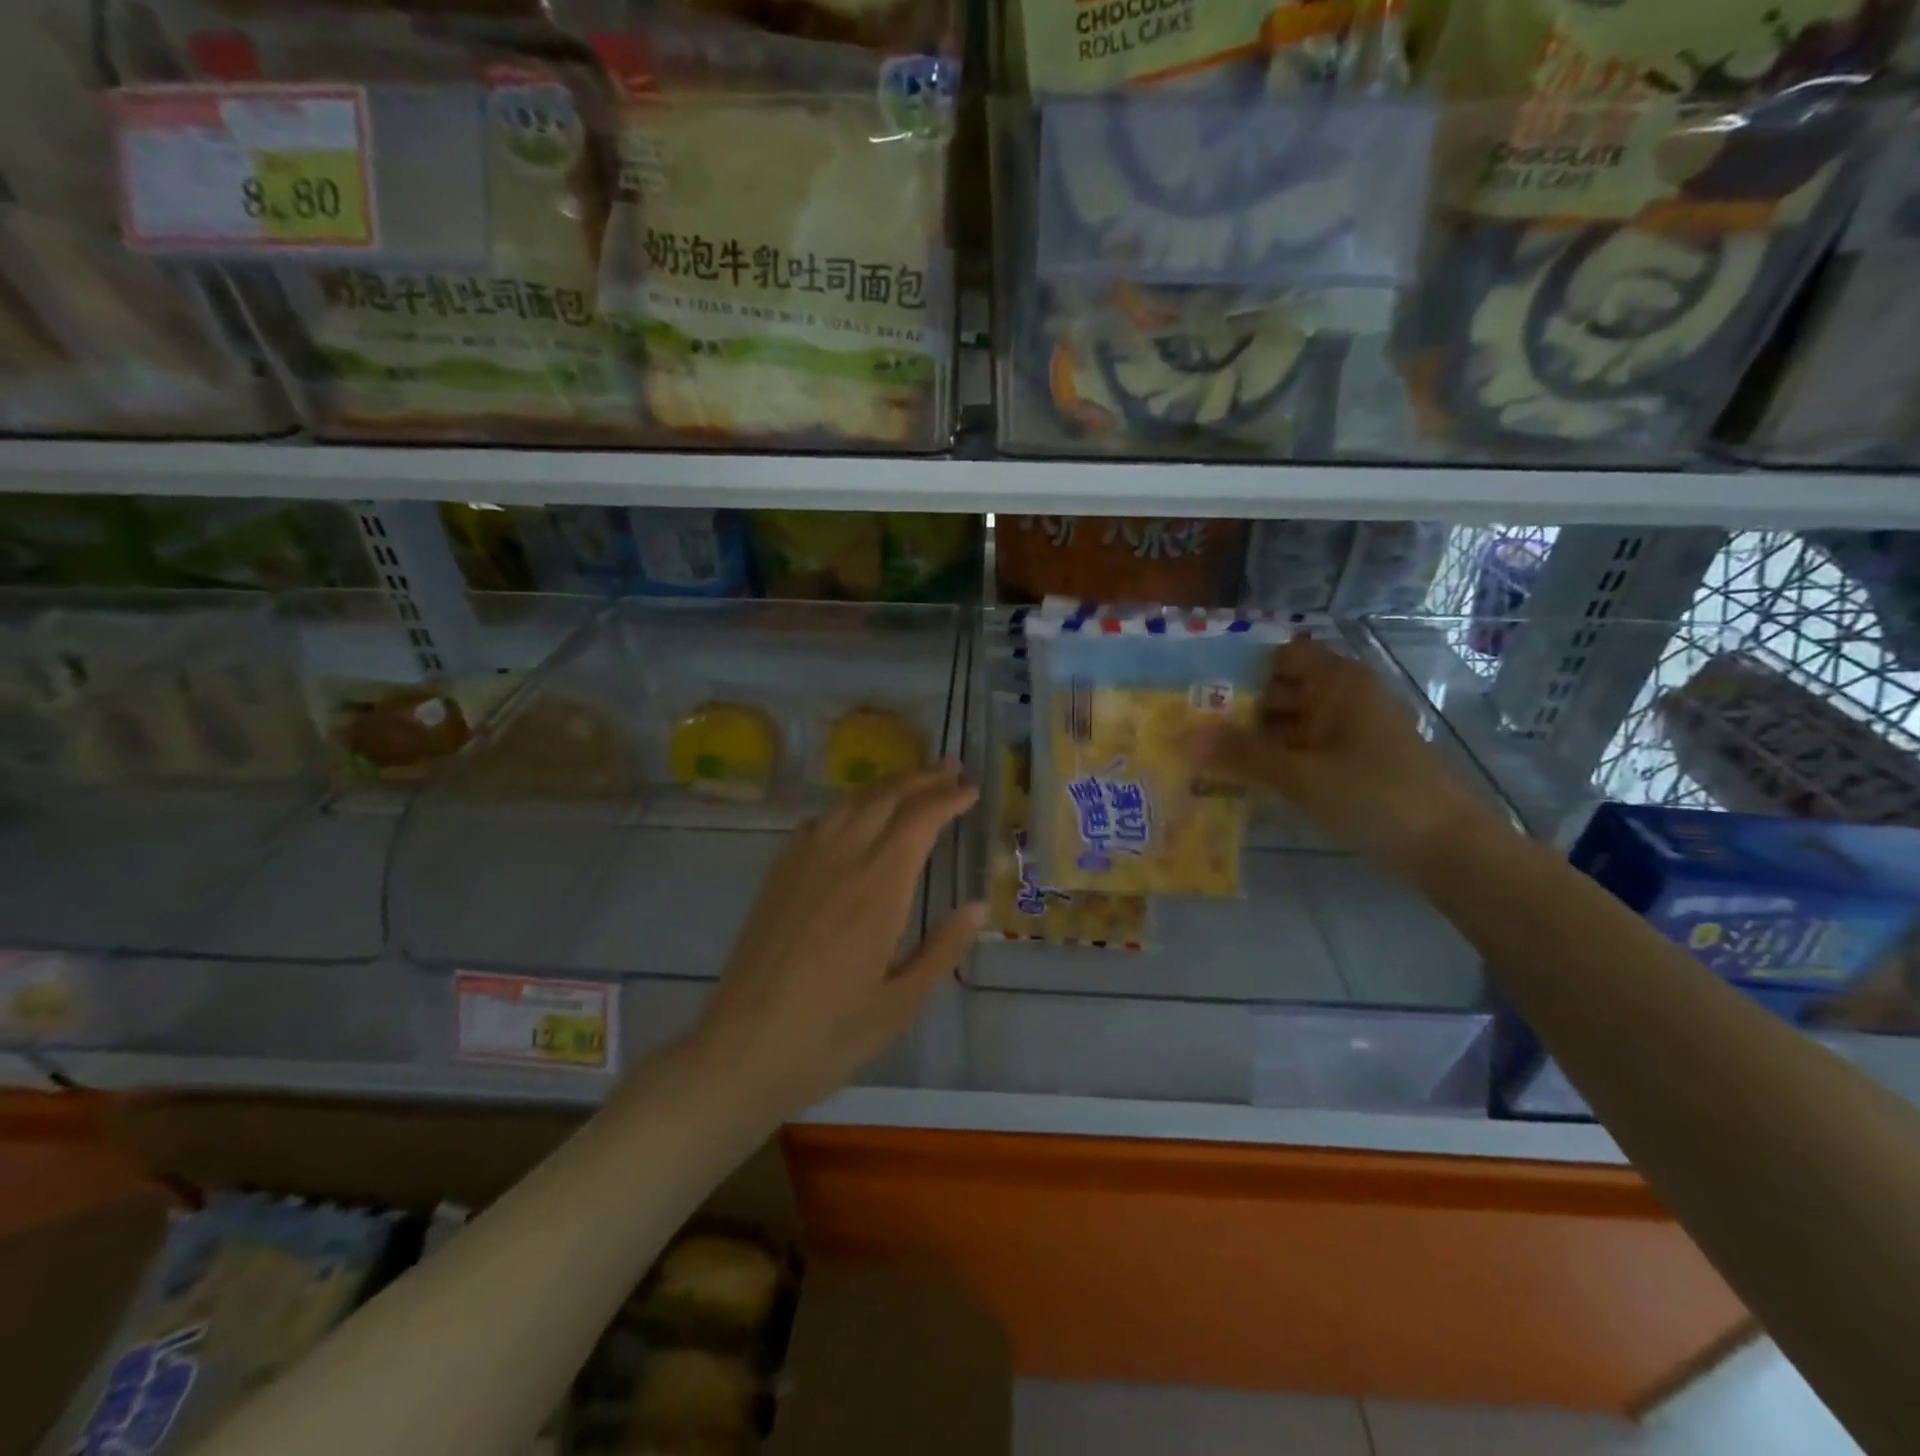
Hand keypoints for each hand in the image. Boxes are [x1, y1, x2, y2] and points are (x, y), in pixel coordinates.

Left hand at [688, 761, 985, 1120]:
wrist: (741, 1052)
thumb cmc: (829, 1036)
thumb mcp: (900, 1004)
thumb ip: (942, 949)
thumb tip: (979, 906)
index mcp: (877, 889)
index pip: (918, 821)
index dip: (947, 799)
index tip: (970, 790)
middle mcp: (840, 861)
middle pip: (884, 798)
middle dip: (921, 778)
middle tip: (949, 768)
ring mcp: (802, 863)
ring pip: (849, 803)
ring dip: (885, 786)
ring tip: (911, 784)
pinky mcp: (777, 875)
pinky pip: (819, 821)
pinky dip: (849, 806)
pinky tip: (856, 818)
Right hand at [1192, 636, 1497, 871]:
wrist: (1447, 847)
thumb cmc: (1373, 795)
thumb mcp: (1298, 774)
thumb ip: (1240, 755)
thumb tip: (1182, 738)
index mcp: (1338, 683)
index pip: (1280, 657)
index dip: (1241, 668)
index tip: (1197, 688)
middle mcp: (1343, 698)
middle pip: (1280, 691)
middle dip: (1236, 708)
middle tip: (1185, 726)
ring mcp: (1349, 732)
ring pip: (1289, 724)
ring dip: (1251, 739)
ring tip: (1201, 755)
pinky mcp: (1351, 764)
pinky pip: (1302, 751)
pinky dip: (1274, 761)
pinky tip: (1238, 780)